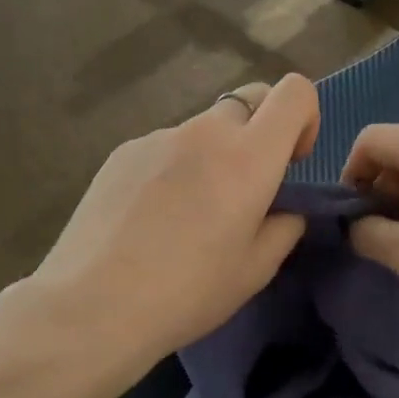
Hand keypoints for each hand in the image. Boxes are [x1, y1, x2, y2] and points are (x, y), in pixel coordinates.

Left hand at [33, 75, 319, 368]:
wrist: (93, 305)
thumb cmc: (188, 292)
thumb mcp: (256, 270)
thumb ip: (284, 227)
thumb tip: (285, 209)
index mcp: (248, 157)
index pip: (294, 92)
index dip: (305, 117)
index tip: (292, 161)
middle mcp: (204, 132)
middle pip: (248, 101)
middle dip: (260, 134)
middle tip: (244, 190)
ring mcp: (157, 137)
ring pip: (203, 129)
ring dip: (214, 155)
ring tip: (190, 214)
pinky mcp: (121, 153)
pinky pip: (165, 147)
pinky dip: (174, 168)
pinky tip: (151, 218)